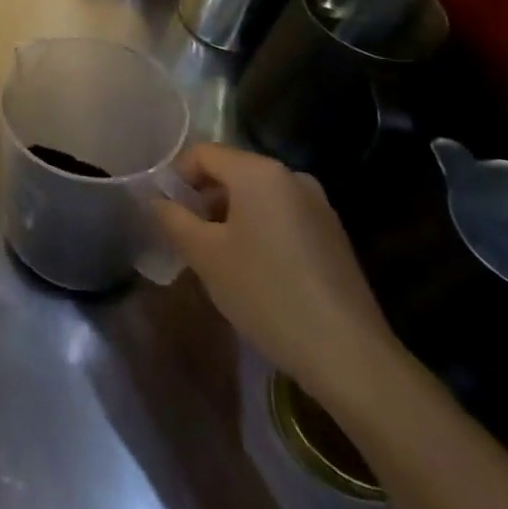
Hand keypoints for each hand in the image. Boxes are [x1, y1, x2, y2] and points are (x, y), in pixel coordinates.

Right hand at [152, 142, 406, 413]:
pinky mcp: (333, 235)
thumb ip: (173, 218)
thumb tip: (158, 200)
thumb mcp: (205, 255)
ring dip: (229, 217)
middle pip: (231, 172)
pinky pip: (281, 217)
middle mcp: (291, 176)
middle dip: (202, 199)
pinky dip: (258, 231)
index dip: (175, 177)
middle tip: (186, 238)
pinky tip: (255, 272)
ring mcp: (318, 205)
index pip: (202, 154)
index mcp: (258, 171)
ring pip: (256, 197)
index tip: (164, 212)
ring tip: (218, 259)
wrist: (348, 355)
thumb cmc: (266, 292)